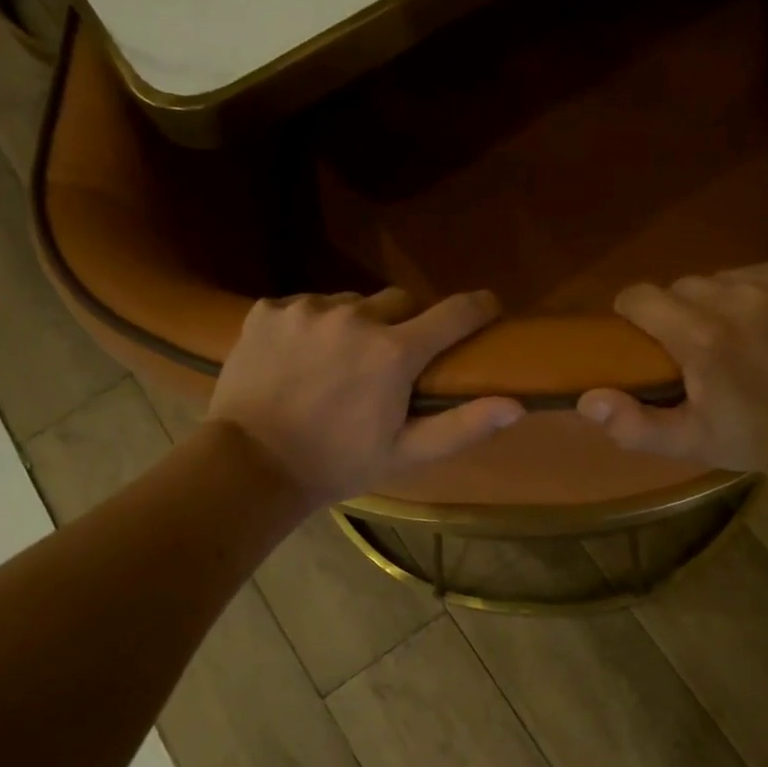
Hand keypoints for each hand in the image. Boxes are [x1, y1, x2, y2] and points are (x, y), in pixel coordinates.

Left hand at [208, 288, 523, 506]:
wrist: (250, 465)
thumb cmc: (338, 463)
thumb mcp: (405, 453)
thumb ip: (463, 425)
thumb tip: (517, 405)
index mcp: (394, 352)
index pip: (455, 313)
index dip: (478, 308)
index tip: (487, 310)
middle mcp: (355, 316)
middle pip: (400, 301)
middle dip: (405, 325)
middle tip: (391, 360)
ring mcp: (307, 309)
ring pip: (350, 302)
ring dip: (355, 324)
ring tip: (338, 362)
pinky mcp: (269, 310)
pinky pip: (306, 306)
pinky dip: (312, 326)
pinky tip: (299, 359)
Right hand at [576, 263, 767, 472]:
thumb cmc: (753, 437)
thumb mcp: (688, 442)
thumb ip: (632, 423)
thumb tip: (586, 398)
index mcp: (701, 335)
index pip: (641, 296)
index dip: (635, 313)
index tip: (645, 335)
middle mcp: (738, 296)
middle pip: (685, 285)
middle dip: (682, 311)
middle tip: (699, 346)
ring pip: (729, 276)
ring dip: (725, 301)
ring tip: (742, 335)